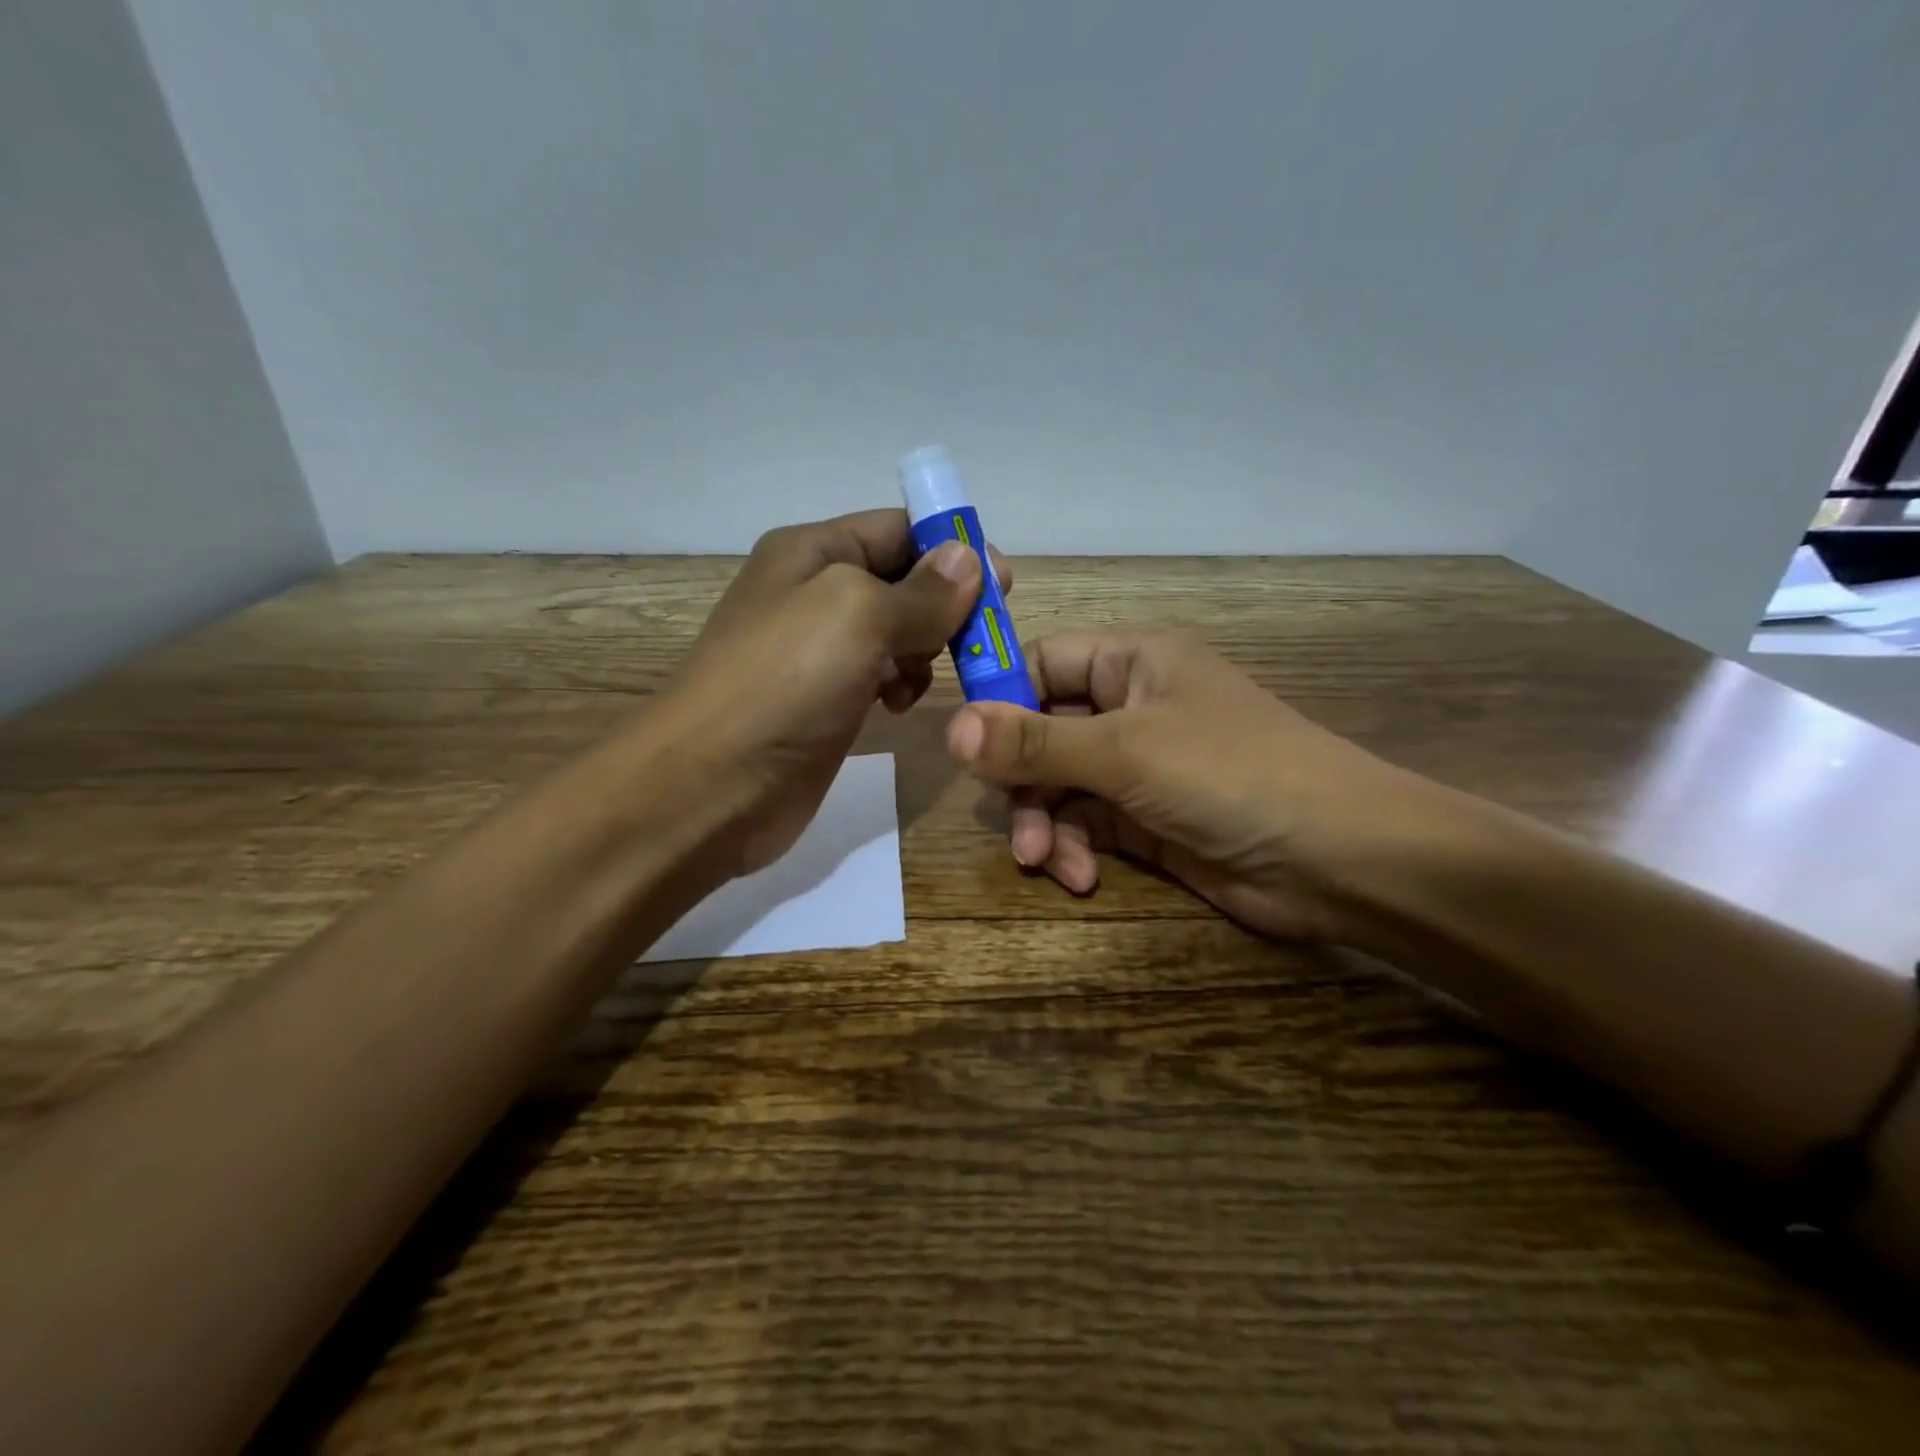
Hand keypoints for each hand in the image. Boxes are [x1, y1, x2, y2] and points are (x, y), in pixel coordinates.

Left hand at [664, 511, 1008, 876]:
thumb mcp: (858, 616)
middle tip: (979, 638)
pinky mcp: (826, 702)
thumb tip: (969, 558)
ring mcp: (818, 652)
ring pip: (897, 632)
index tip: (1002, 583)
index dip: (952, 548)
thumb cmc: (784, 683)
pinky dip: (902, 684)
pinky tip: (899, 705)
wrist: (712, 785)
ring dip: (925, 648)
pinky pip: (881, 676)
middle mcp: (814, 593)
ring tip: (924, 676)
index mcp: (813, 552)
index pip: (898, 528)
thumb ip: (921, 590)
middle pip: (902, 580)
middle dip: (944, 604)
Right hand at [944, 632, 1420, 942]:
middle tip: (1011, 822)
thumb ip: (1035, 742)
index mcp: (1132, 662)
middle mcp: (1132, 707)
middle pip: (1041, 732)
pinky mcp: (1145, 821)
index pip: (1041, 662)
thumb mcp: (1126, 752)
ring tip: (1046, 862)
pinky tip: (1082, 877)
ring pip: (1058, 785)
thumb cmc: (1231, 774)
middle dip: (1023, 780)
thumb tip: (949, 729)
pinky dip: (1074, 849)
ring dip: (1045, 823)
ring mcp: (1139, 767)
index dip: (998, 696)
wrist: (1339, 860)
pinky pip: (1085, 825)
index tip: (963, 744)